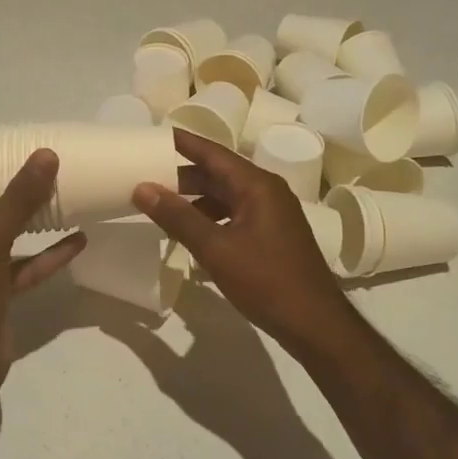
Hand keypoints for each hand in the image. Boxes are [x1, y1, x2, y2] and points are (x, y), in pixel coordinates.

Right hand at [134, 129, 355, 348]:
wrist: (314, 323)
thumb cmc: (265, 280)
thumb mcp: (215, 248)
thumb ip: (177, 217)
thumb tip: (142, 188)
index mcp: (257, 185)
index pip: (213, 153)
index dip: (183, 143)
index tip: (154, 135)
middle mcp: (267, 191)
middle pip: (219, 174)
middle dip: (183, 176)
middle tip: (146, 177)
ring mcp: (272, 214)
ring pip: (225, 196)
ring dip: (195, 199)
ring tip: (162, 207)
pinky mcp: (272, 235)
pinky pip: (234, 214)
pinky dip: (210, 217)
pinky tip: (192, 233)